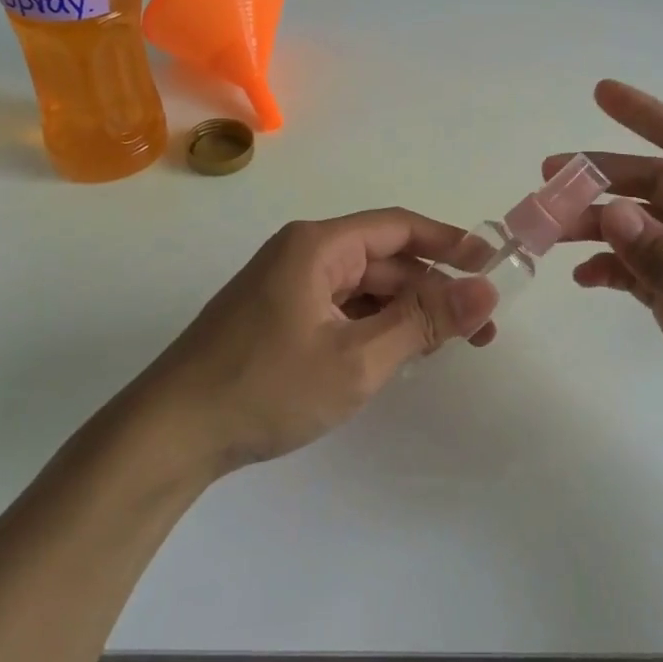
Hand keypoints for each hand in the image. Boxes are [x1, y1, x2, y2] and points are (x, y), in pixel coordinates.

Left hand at [126, 210, 499, 475]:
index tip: (492, 265)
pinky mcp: (277, 316)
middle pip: (383, 259)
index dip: (450, 242)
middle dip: (432, 290)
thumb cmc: (266, 388)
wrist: (170, 434)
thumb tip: (486, 291)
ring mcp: (286, 285)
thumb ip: (424, 321)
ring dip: (404, 311)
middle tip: (478, 329)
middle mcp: (302, 254)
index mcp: (318, 246)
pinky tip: (395, 354)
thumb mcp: (357, 359)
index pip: (399, 227)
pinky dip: (373, 326)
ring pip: (363, 287)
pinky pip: (340, 308)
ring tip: (444, 347)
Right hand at [549, 81, 662, 481]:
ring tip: (546, 232)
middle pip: (651, 185)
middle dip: (600, 179)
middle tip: (546, 184)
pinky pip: (639, 273)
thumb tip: (609, 213)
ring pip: (638, 228)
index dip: (647, 114)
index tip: (601, 92)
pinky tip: (582, 277)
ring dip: (595, 225)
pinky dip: (609, 270)